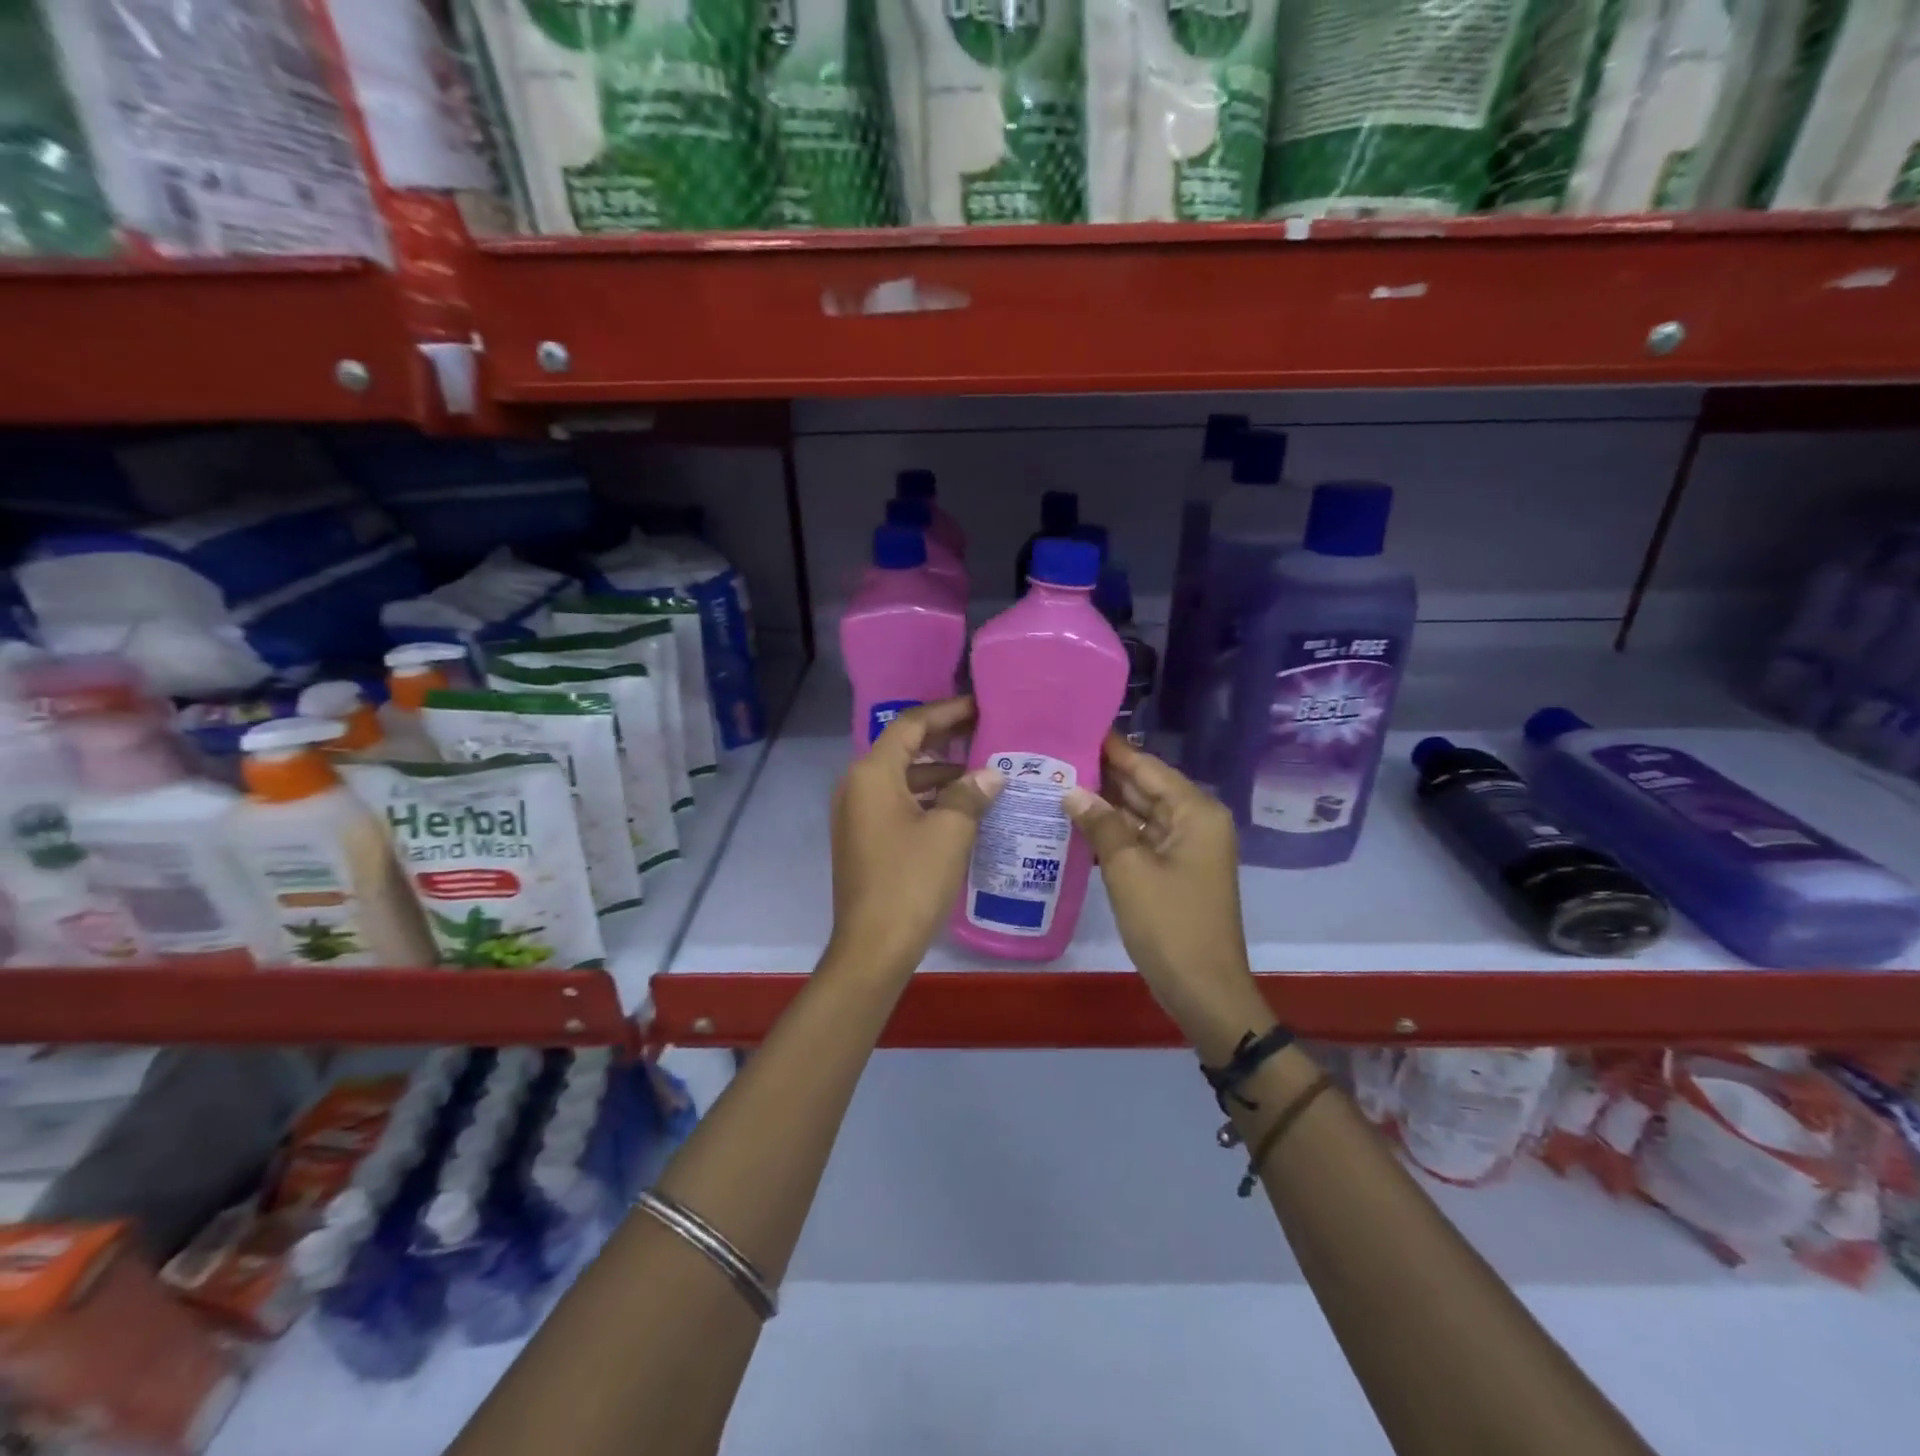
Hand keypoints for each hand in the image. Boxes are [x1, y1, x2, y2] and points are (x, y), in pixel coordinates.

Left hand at [826, 698, 1004, 979]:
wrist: (872, 947)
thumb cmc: (911, 881)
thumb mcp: (950, 832)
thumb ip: (971, 794)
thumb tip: (990, 775)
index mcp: (872, 774)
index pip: (911, 725)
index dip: (947, 711)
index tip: (980, 706)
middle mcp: (857, 786)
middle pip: (904, 748)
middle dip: (945, 739)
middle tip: (986, 733)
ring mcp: (856, 814)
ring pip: (902, 778)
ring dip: (939, 773)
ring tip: (982, 773)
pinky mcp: (863, 839)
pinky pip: (897, 803)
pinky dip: (927, 799)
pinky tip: (961, 809)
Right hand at [1063, 736, 1269, 1058]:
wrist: (1204, 990)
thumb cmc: (1169, 924)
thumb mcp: (1128, 869)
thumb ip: (1100, 823)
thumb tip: (1071, 790)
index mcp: (1195, 812)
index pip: (1148, 766)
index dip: (1112, 748)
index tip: (1076, 726)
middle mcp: (1195, 821)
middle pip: (1145, 787)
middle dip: (1104, 774)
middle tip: (1056, 755)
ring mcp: (1187, 848)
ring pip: (1141, 813)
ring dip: (1105, 803)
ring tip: (1058, 782)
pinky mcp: (1175, 870)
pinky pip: (1142, 839)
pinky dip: (1114, 831)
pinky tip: (1078, 822)